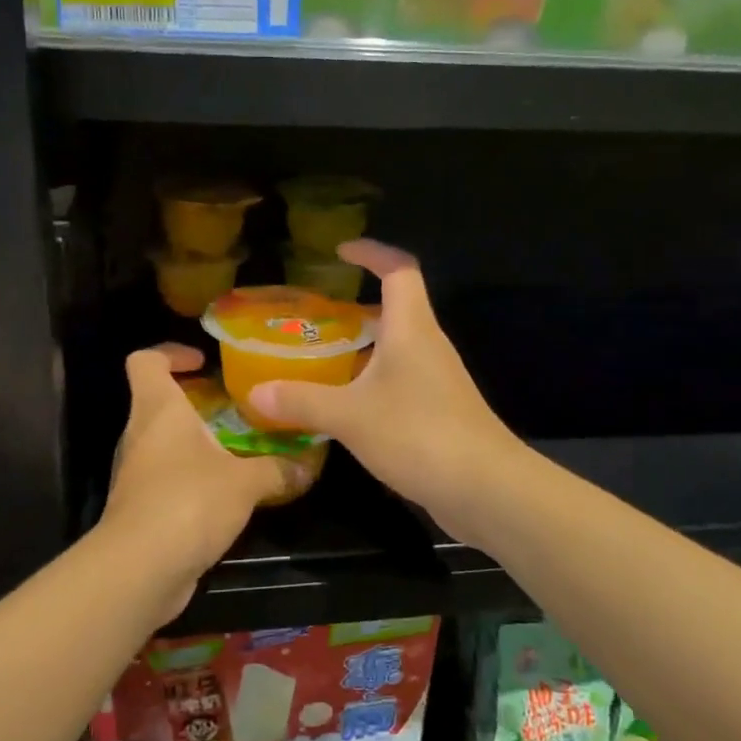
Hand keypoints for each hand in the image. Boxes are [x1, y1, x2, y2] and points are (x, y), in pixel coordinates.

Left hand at [98, 344, 294, 613]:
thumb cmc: (188, 502)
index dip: (170, 352)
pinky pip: (170, 477)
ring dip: (200, 441)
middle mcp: (141, 434)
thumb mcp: (246, 482)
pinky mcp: (142, 507)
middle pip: (160, 401)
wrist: (139, 570)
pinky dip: (195, 476)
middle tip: (241, 407)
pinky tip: (230, 491)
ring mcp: (137, 472)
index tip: (204, 361)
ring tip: (243, 447)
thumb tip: (308, 466)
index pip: (145, 361)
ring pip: (167, 442)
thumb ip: (278, 469)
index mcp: (158, 410)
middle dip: (199, 400)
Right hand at [249, 241, 519, 519]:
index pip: (399, 270)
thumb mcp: (350, 416)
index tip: (341, 251)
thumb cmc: (419, 434)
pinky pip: (401, 381)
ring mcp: (438, 379)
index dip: (372, 253)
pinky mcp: (440, 411)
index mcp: (412, 329)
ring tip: (321, 358)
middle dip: (357, 305)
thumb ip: (302, 401)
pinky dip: (372, 381)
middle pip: (397, 308)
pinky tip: (347, 405)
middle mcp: (428, 345)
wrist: (485, 488)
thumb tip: (254, 393)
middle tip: (316, 316)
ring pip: (398, 348)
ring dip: (363, 347)